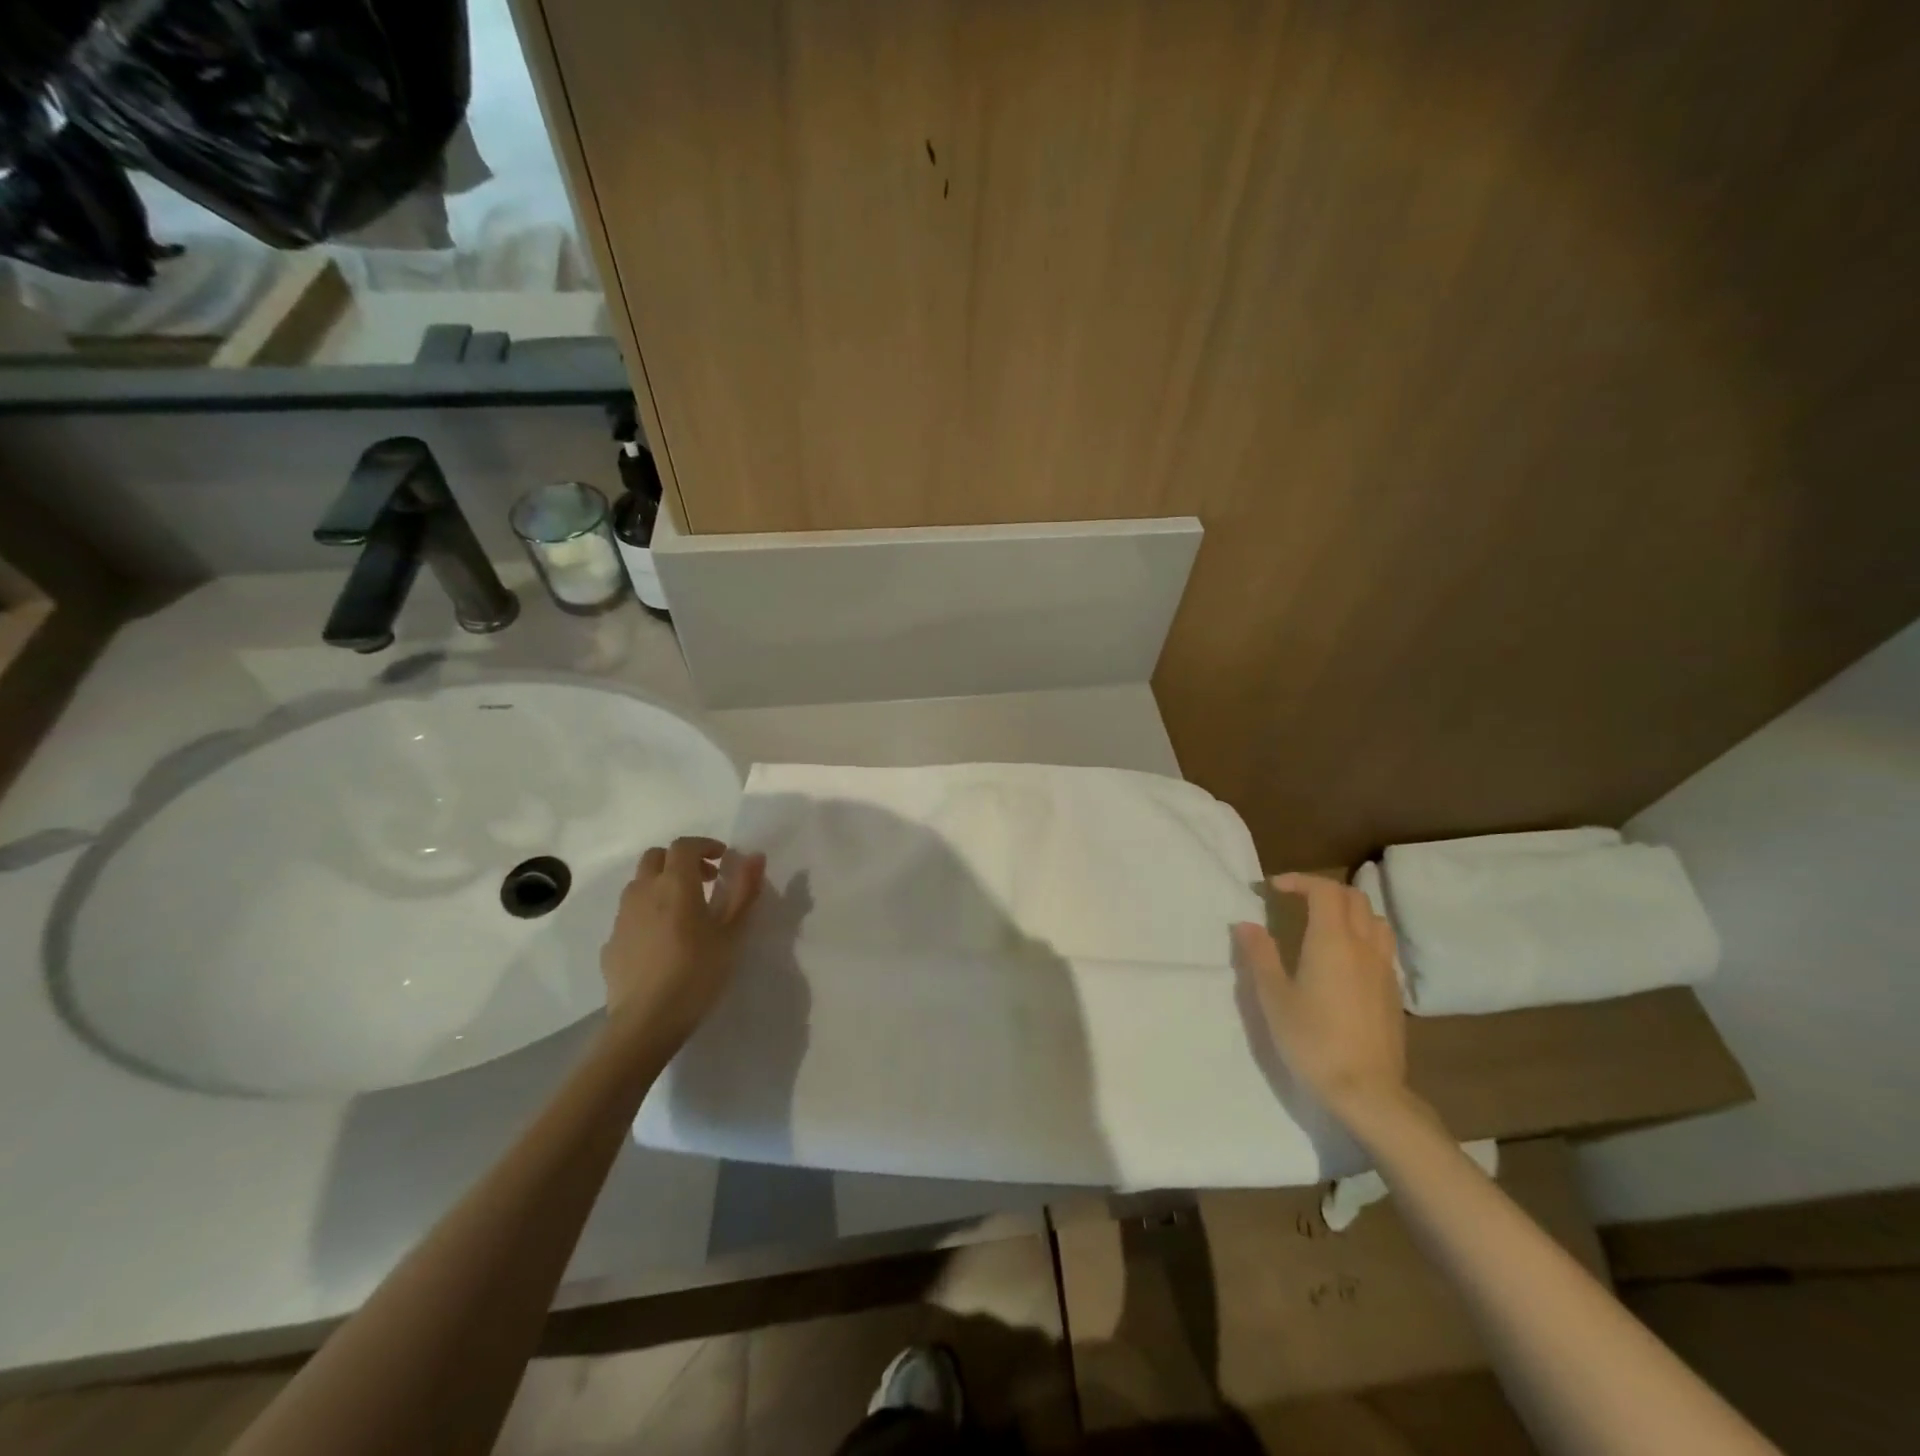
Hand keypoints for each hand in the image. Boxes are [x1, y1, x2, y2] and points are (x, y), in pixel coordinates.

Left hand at [599, 836, 765, 1057]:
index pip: (684, 846)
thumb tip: (755, 857)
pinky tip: (662, 941)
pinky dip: (648, 912)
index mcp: (675, 884)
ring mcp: (623, 917)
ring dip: (661, 884)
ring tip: (684, 911)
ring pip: (639, 884)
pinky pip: (630, 914)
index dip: (704, 845)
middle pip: (656, 857)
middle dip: (680, 861)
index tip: (723, 859)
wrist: (645, 1022)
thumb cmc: (697, 972)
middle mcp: (644, 891)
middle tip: (704, 881)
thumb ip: (744, 891)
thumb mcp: (732, 933)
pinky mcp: (611, 942)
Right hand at [1233, 873, 1412, 1123]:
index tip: (1272, 888)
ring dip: (1347, 909)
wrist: (1367, 1090)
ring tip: (1322, 922)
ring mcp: (1383, 968)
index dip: (1299, 881)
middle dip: (1322, 890)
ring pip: (1373, 919)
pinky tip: (1343, 957)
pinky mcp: (1392, 991)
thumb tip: (1247, 924)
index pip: (1324, 890)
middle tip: (1294, 900)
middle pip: (1352, 898)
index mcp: (1332, 941)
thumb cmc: (1313, 1040)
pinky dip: (1361, 933)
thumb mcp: (1274, 997)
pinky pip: (1381, 945)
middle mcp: (1363, 946)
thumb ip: (1260, 955)